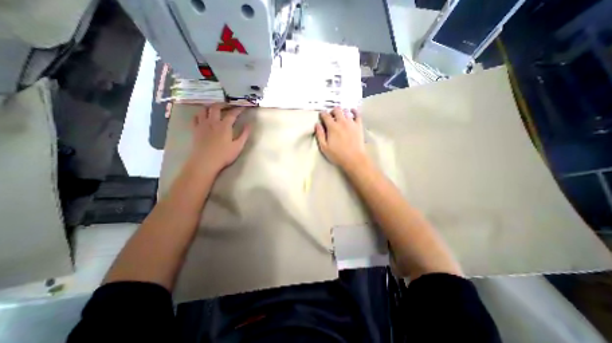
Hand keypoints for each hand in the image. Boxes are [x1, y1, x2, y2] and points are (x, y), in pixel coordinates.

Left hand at [189, 103, 250, 173]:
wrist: (205, 162)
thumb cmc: (224, 155)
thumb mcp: (238, 146)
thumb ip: (244, 134)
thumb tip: (249, 125)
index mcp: (224, 126)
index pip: (232, 114)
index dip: (238, 109)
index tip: (243, 107)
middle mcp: (212, 122)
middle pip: (216, 107)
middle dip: (223, 104)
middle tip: (228, 105)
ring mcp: (202, 125)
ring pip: (204, 110)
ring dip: (210, 107)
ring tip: (214, 109)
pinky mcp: (195, 129)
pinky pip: (195, 117)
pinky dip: (199, 114)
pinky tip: (202, 116)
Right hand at [316, 107, 367, 169]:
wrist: (354, 159)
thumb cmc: (337, 155)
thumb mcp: (324, 147)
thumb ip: (320, 135)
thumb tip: (317, 125)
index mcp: (332, 127)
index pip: (325, 115)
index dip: (322, 114)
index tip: (321, 115)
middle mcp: (342, 122)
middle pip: (336, 110)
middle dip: (332, 111)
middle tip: (331, 116)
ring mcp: (351, 123)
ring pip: (346, 111)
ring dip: (342, 112)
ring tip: (340, 116)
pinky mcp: (359, 126)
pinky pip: (357, 115)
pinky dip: (354, 111)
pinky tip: (352, 111)